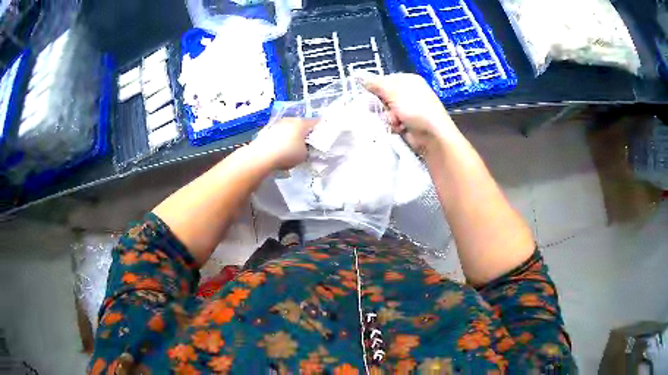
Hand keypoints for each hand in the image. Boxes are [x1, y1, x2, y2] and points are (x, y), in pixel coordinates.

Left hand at [251, 118, 316, 169]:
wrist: (261, 156)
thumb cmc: (287, 154)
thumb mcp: (304, 155)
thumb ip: (309, 149)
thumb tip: (306, 147)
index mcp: (302, 123)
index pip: (316, 123)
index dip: (321, 130)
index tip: (322, 139)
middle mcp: (290, 119)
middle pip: (302, 125)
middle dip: (305, 133)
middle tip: (308, 145)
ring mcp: (278, 123)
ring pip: (290, 128)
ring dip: (293, 135)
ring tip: (293, 148)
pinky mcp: (268, 130)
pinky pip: (280, 133)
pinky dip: (283, 139)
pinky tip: (281, 149)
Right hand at [361, 73, 459, 155]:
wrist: (433, 136)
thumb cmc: (415, 108)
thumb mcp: (393, 92)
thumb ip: (375, 84)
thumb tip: (356, 74)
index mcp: (409, 80)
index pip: (384, 80)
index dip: (376, 88)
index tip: (369, 95)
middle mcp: (409, 93)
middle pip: (384, 96)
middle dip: (382, 105)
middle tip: (383, 109)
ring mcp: (409, 109)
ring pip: (386, 111)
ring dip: (387, 117)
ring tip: (395, 121)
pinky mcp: (408, 124)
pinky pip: (392, 122)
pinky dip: (393, 126)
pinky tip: (399, 128)